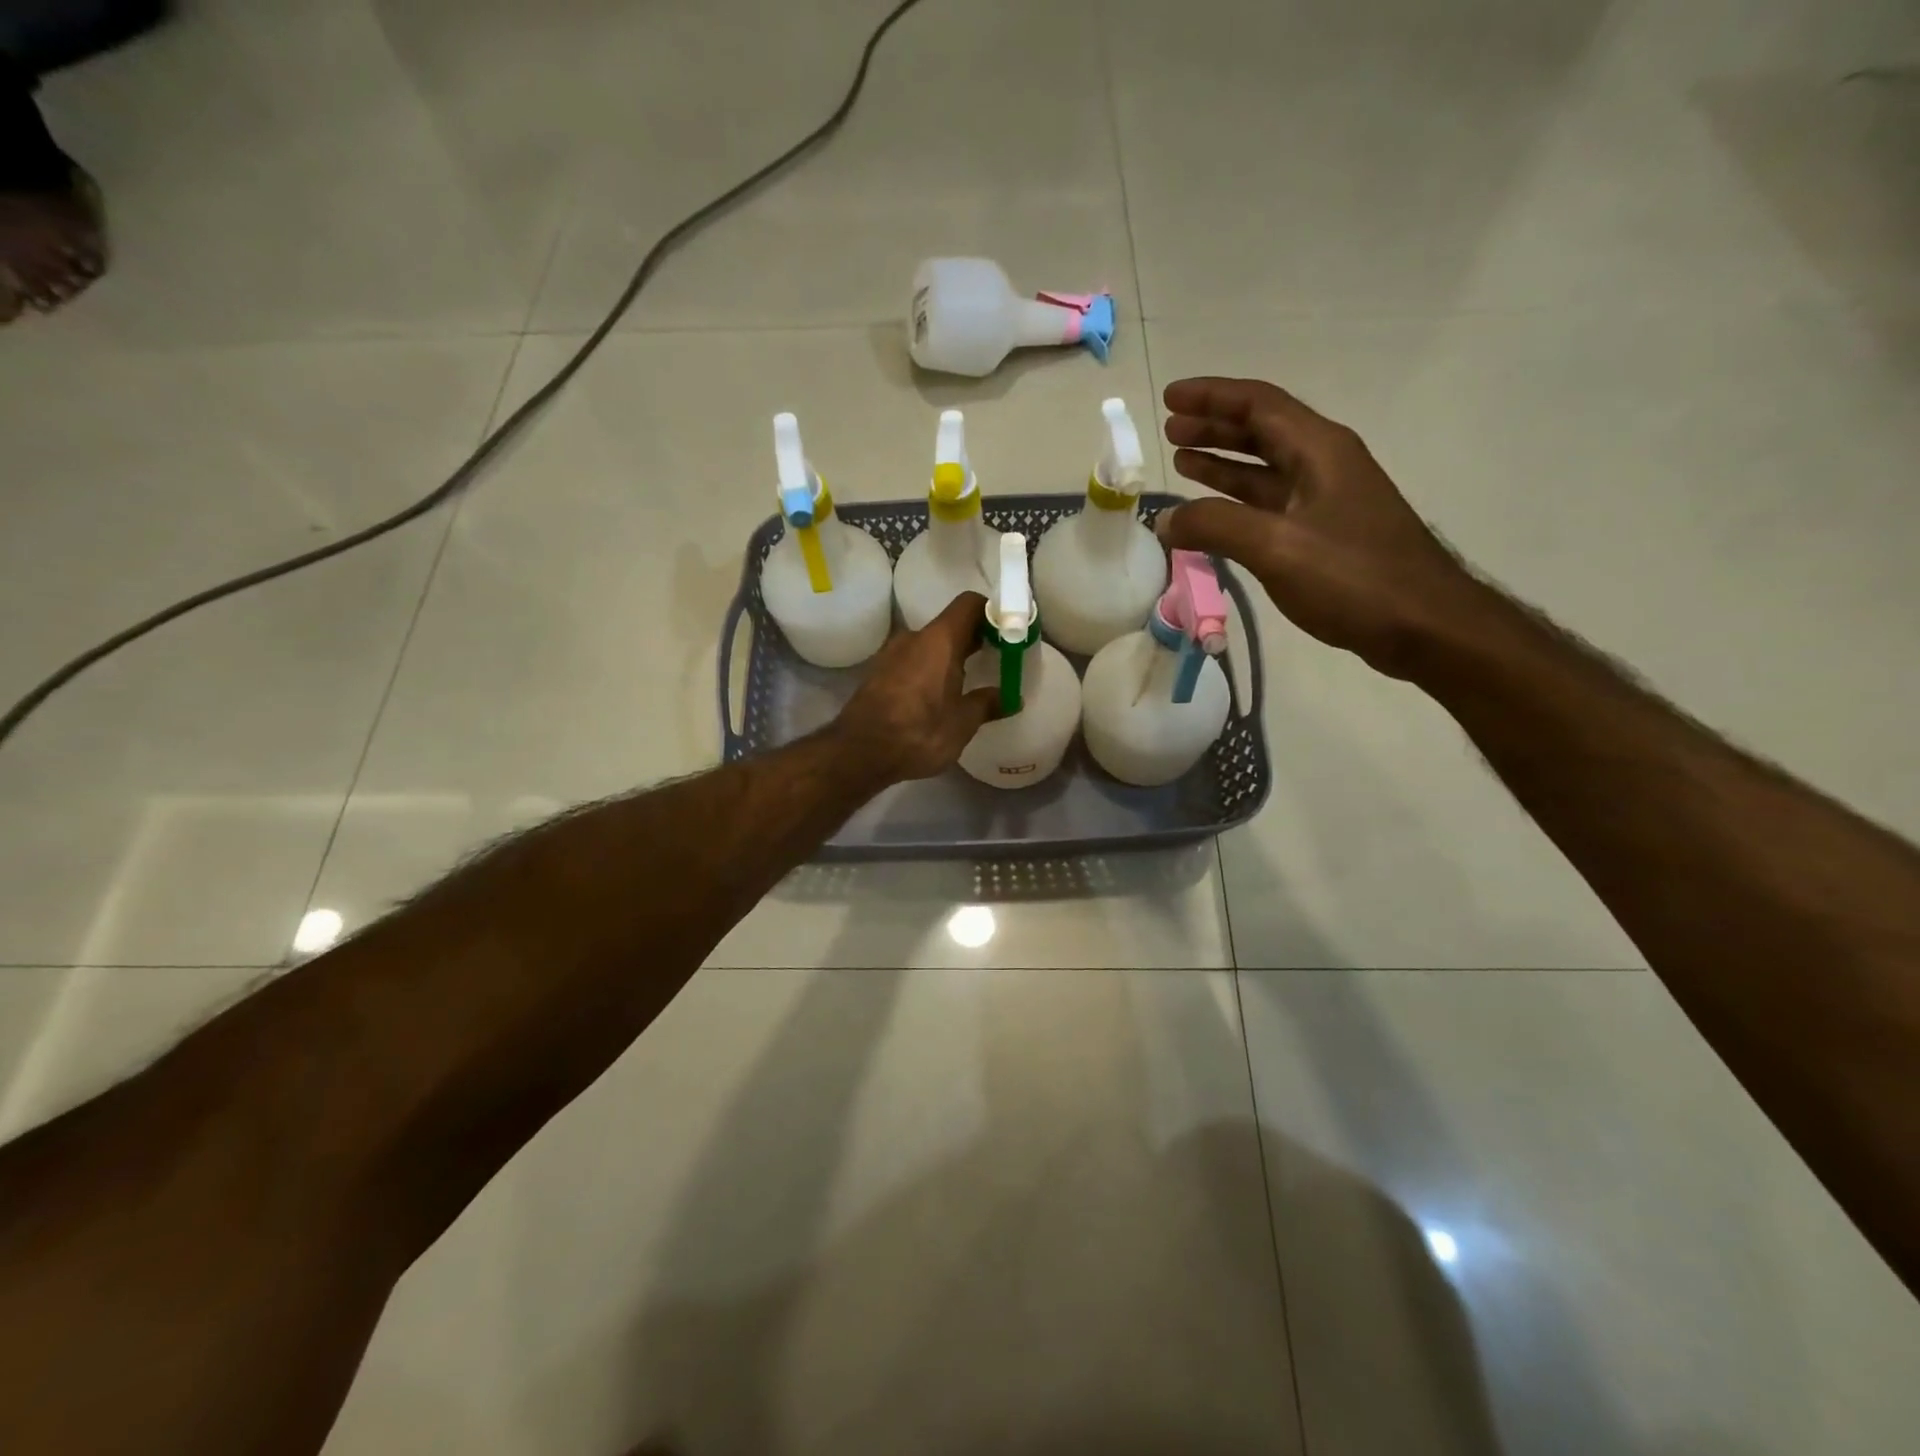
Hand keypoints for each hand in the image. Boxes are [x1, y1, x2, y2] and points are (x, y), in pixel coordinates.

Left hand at [835, 592, 999, 782]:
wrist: (859, 753)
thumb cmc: (919, 732)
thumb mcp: (962, 722)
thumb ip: (987, 704)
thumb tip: (1011, 698)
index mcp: (940, 639)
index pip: (970, 604)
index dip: (992, 612)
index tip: (1009, 631)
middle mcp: (914, 637)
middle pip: (951, 624)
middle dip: (975, 637)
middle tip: (997, 658)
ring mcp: (892, 654)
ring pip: (930, 644)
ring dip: (950, 656)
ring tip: (969, 681)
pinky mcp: (879, 673)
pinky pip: (913, 661)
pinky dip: (930, 669)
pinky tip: (939, 695)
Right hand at [1156, 377, 1484, 679]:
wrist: (1422, 625)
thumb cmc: (1353, 578)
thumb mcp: (1277, 547)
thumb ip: (1216, 527)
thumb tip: (1166, 520)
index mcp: (1319, 451)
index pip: (1259, 405)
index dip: (1212, 397)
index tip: (1170, 398)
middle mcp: (1324, 466)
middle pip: (1262, 432)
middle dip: (1214, 427)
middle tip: (1170, 430)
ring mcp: (1326, 502)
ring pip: (1265, 470)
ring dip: (1223, 463)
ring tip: (1183, 461)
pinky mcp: (1324, 536)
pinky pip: (1270, 505)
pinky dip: (1237, 502)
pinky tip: (1214, 514)